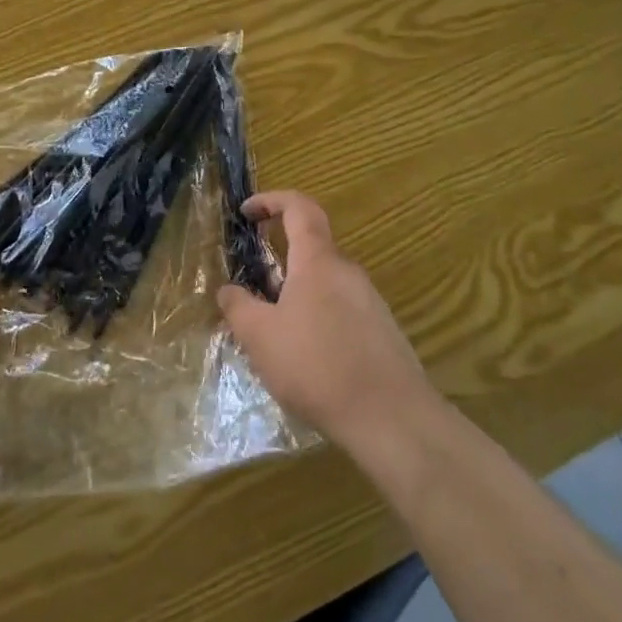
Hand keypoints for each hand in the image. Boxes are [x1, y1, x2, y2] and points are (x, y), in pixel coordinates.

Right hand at [218, 191, 439, 469]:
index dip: (271, 200)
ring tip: (277, 338)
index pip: (298, 207)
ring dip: (297, 298)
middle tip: (253, 295)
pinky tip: (309, 363)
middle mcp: (347, 272)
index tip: (246, 213)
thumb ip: (238, 307)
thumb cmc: (317, 367)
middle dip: (278, 266)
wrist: (393, 421)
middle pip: (310, 251)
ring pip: (325, 285)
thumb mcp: (260, 337)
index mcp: (317, 261)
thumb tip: (227, 290)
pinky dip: (319, 322)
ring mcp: (371, 303)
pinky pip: (342, 312)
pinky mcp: (383, 334)